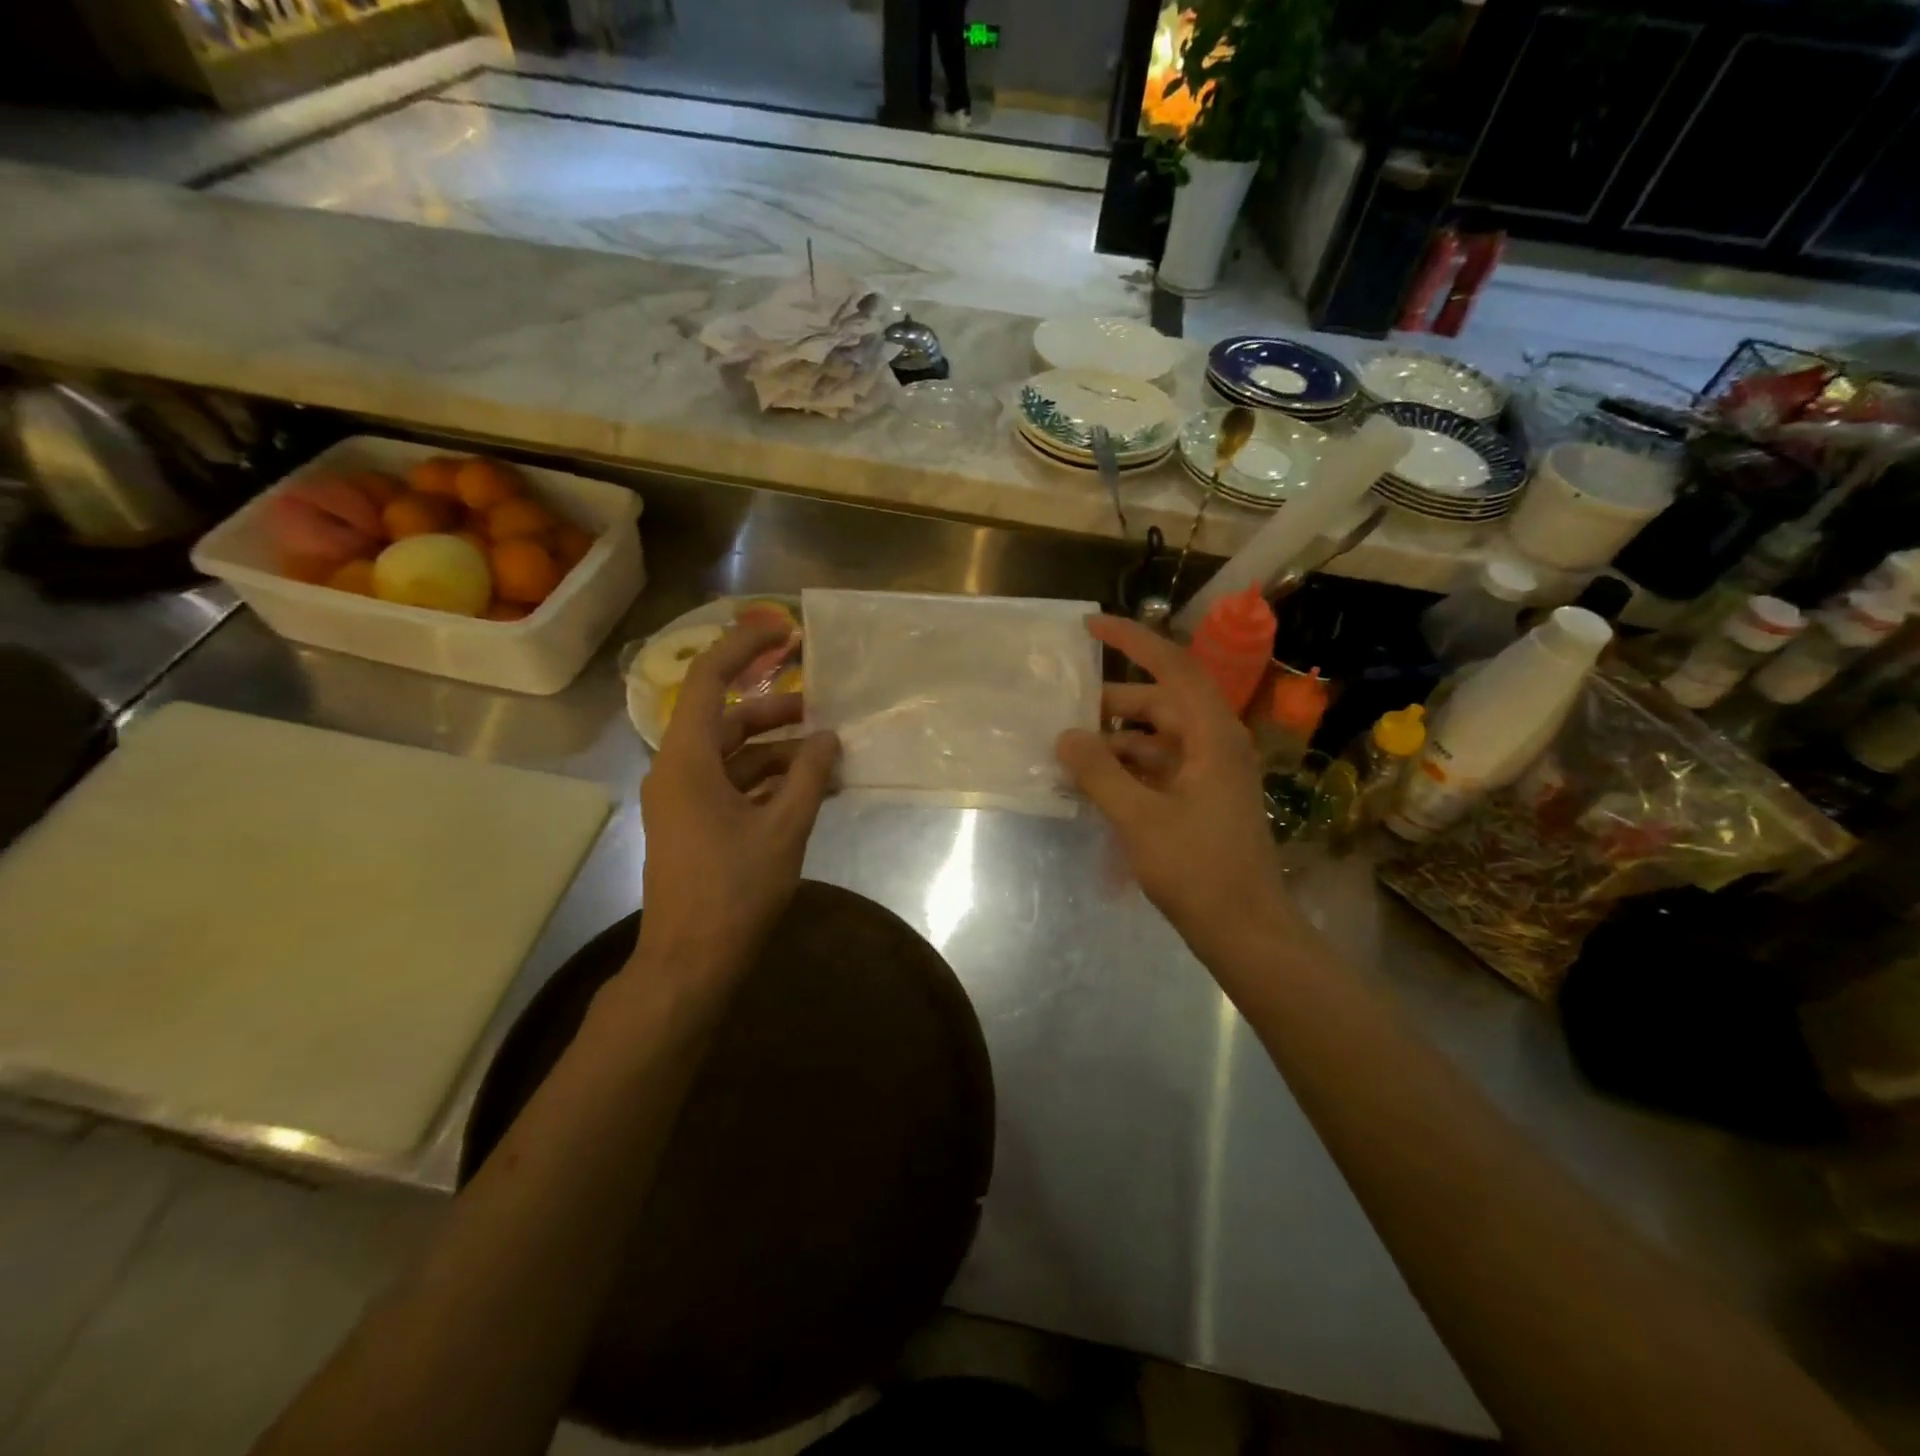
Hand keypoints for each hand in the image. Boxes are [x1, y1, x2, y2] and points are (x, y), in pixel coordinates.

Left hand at [633, 620, 840, 991]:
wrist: (690, 963)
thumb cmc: (734, 890)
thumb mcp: (784, 828)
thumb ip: (808, 775)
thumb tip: (829, 736)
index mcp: (687, 760)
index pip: (710, 680)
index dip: (744, 647)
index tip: (784, 631)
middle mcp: (678, 770)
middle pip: (727, 719)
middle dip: (776, 710)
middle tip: (823, 706)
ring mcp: (684, 800)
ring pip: (733, 755)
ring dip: (778, 750)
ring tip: (828, 754)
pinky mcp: (694, 824)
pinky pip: (733, 785)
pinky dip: (768, 781)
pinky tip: (810, 788)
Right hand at [1056, 614, 1292, 960]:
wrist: (1246, 931)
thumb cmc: (1199, 869)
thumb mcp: (1140, 818)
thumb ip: (1099, 773)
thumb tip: (1065, 736)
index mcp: (1213, 736)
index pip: (1173, 667)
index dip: (1132, 641)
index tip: (1090, 626)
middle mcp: (1215, 744)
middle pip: (1160, 703)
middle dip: (1111, 703)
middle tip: (1064, 708)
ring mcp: (1210, 773)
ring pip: (1156, 738)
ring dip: (1115, 741)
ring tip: (1069, 751)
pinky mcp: (1201, 799)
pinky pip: (1158, 767)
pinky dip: (1126, 769)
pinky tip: (1093, 782)